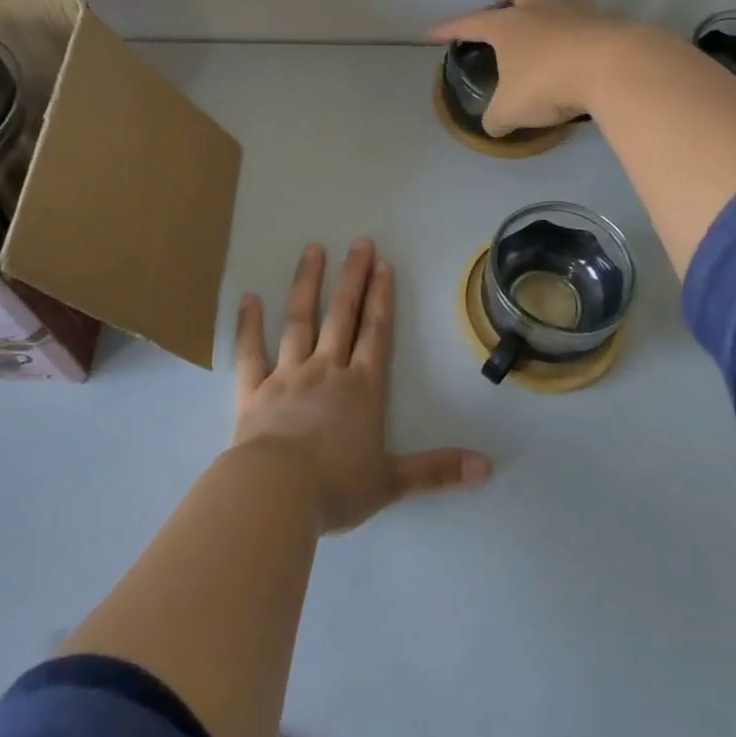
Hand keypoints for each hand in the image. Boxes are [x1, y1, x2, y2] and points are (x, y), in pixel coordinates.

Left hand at [232, 239, 491, 533]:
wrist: (275, 494)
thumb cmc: (336, 487)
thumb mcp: (392, 482)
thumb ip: (437, 471)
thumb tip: (488, 467)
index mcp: (361, 388)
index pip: (375, 332)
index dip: (381, 297)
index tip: (382, 263)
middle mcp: (326, 370)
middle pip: (342, 315)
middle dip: (352, 277)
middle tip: (358, 243)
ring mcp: (286, 375)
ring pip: (298, 320)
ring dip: (307, 284)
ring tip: (313, 249)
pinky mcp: (253, 390)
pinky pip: (249, 351)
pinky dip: (248, 324)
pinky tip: (248, 297)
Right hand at [427, 0, 631, 135]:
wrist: (613, 68)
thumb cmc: (548, 83)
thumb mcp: (512, 110)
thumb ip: (498, 117)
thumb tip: (493, 126)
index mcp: (508, 26)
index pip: (468, 22)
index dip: (447, 28)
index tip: (431, 33)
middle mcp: (539, 10)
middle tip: (505, 11)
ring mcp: (576, 12)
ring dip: (555, 8)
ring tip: (554, 34)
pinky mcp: (608, 23)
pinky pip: (594, 22)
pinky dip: (587, 36)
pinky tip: (588, 57)